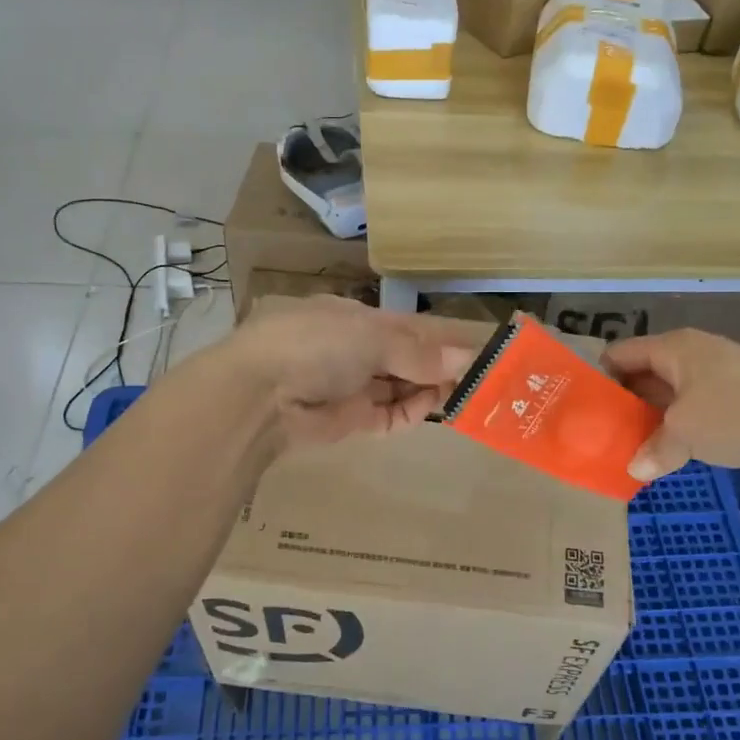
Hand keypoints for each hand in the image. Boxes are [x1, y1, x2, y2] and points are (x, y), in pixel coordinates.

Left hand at [231, 295, 477, 443]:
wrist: (259, 395)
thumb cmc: (316, 345)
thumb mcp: (371, 337)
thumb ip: (418, 352)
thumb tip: (466, 357)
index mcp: (354, 318)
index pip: (407, 326)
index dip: (440, 337)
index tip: (476, 347)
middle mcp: (353, 350)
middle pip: (406, 358)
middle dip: (439, 366)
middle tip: (480, 375)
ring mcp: (351, 386)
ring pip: (401, 387)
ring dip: (430, 389)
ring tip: (467, 392)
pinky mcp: (350, 420)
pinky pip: (390, 415)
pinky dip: (413, 411)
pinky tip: (437, 406)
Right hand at [602, 330, 739, 480]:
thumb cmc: (737, 413)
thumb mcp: (685, 433)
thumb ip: (654, 449)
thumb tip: (634, 470)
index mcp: (672, 348)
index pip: (620, 353)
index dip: (598, 377)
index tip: (583, 407)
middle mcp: (692, 352)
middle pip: (644, 372)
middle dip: (624, 402)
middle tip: (602, 432)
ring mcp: (719, 371)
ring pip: (671, 391)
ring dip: (653, 416)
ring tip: (631, 445)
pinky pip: (695, 403)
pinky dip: (680, 422)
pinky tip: (673, 448)